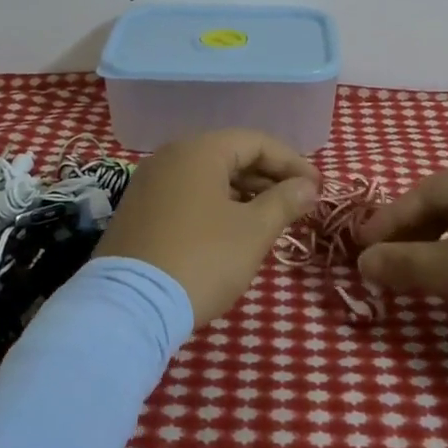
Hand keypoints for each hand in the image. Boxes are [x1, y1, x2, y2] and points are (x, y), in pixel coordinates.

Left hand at [94, 130, 319, 324]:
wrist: (130, 306)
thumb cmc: (202, 259)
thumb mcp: (253, 231)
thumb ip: (284, 202)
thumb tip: (307, 186)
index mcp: (199, 150)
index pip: (256, 141)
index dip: (292, 162)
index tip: (317, 188)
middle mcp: (170, 156)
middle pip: (230, 155)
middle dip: (268, 177)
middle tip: (298, 203)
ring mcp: (149, 183)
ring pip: (208, 177)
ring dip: (243, 192)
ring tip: (271, 218)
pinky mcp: (138, 211)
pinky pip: (187, 195)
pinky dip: (216, 205)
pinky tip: (233, 230)